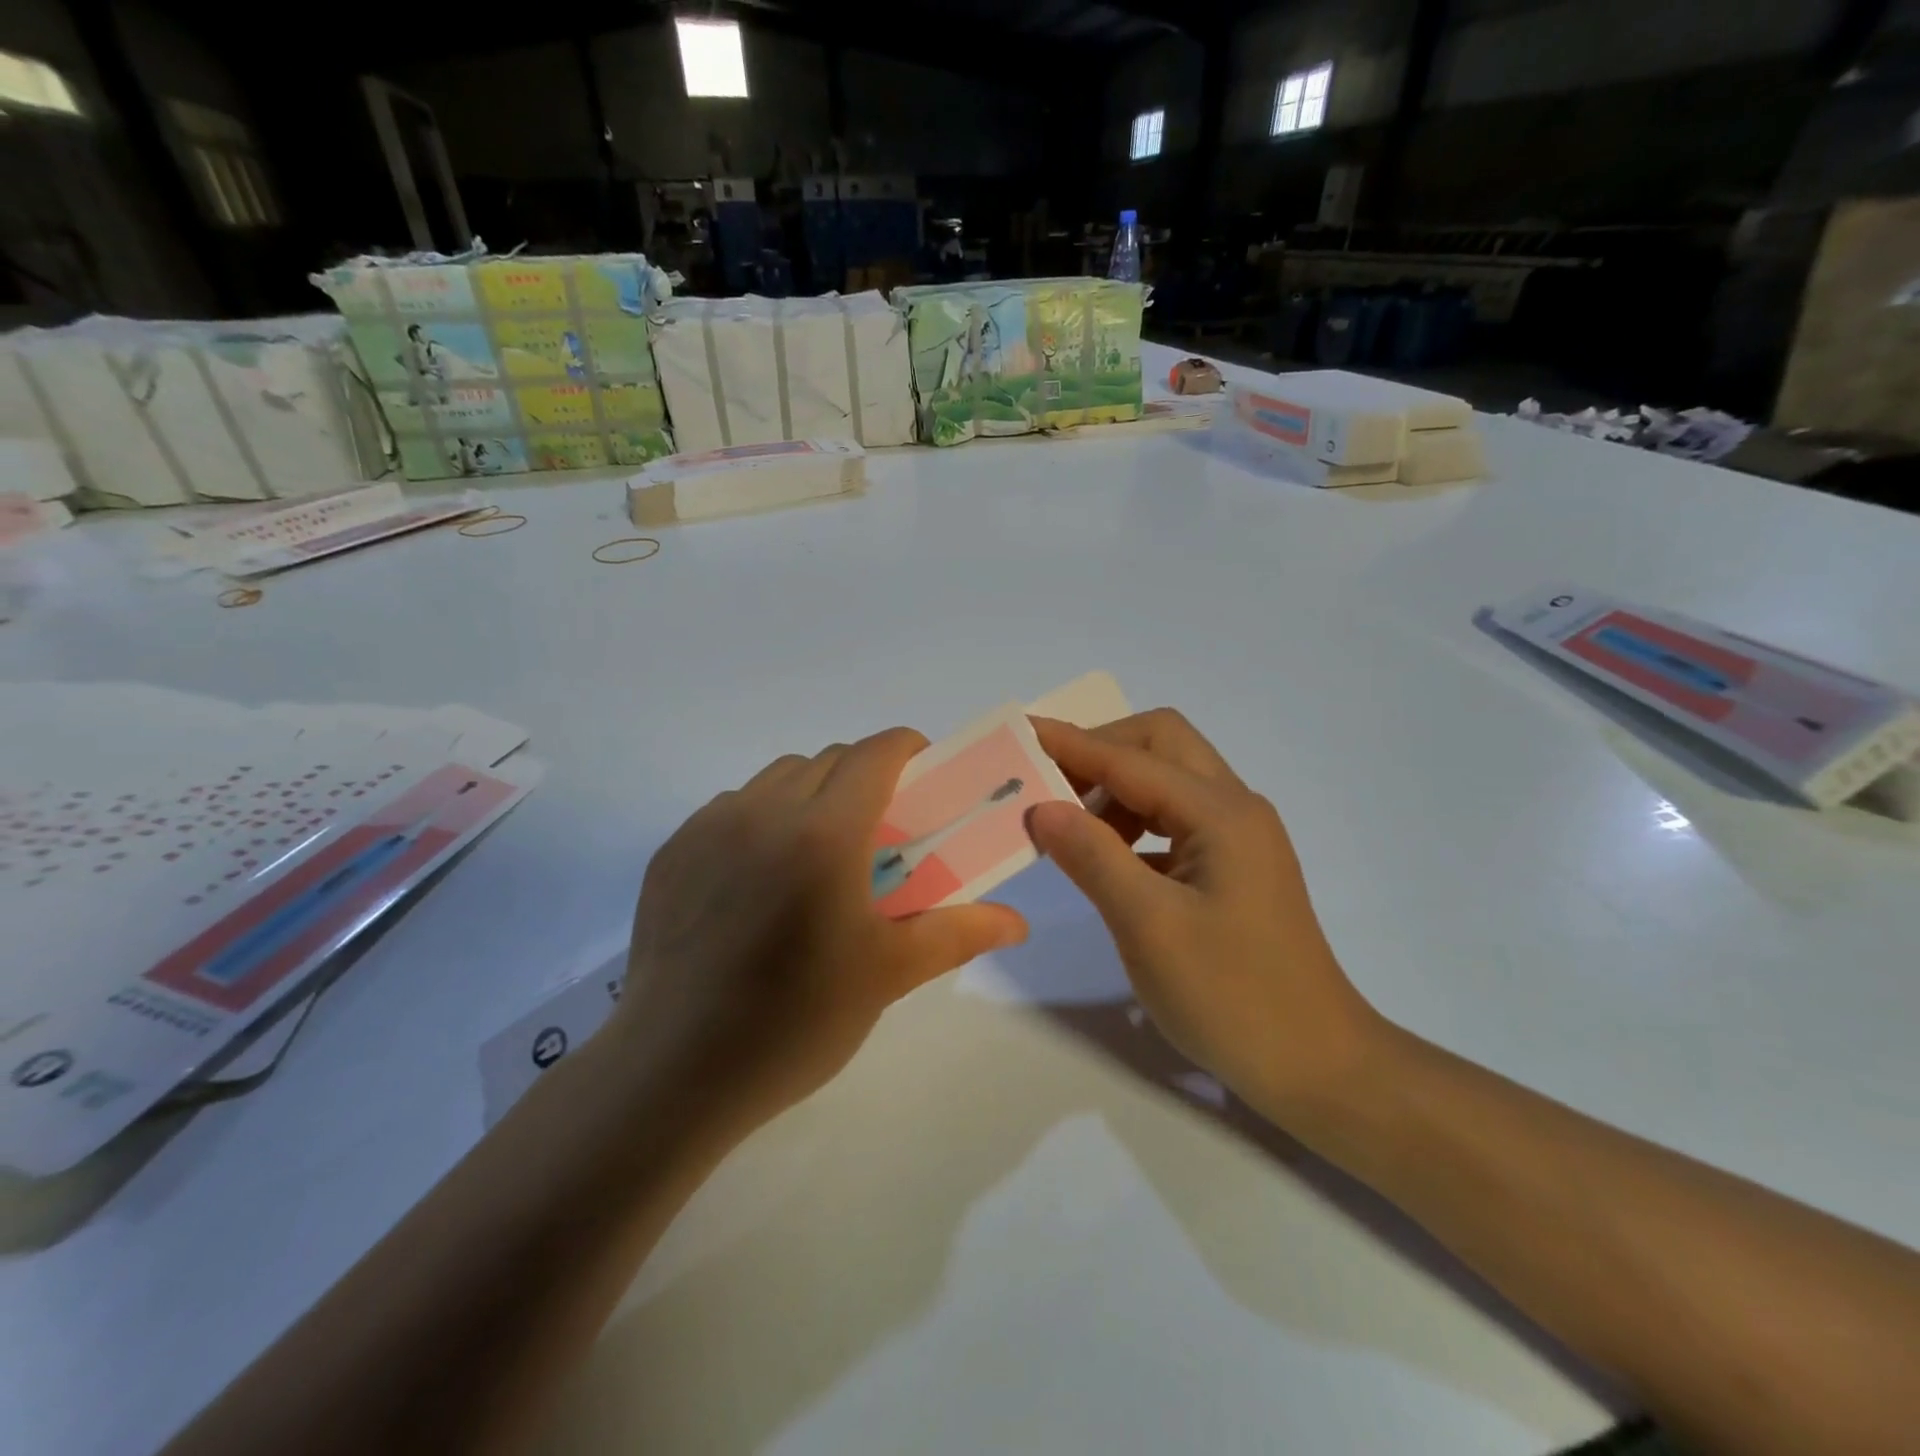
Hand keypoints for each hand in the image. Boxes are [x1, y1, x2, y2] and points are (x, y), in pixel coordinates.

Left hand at [613, 728, 1029, 1132]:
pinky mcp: (673, 851)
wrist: (675, 1071)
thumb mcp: (888, 974)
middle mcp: (764, 811)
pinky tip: (762, 876)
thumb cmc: (796, 1021)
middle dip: (865, 776)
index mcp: (824, 833)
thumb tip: (1018, 922)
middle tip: (880, 830)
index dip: (908, 750)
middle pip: (829, 759)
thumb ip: (958, 932)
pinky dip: (763, 816)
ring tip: (820, 852)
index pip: (875, 753)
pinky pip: (732, 806)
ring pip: (778, 777)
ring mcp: (710, 827)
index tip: (926, 776)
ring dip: (813, 792)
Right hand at [1028, 711, 1382, 1120]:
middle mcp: (1234, 809)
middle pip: (1160, 744)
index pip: (1130, 759)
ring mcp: (1238, 837)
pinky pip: (1174, 818)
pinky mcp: (1233, 865)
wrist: (1316, 1064)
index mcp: (1220, 813)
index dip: (1071, 744)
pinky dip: (1132, 821)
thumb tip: (1042, 806)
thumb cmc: (1232, 997)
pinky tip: (1104, 856)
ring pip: (1167, 780)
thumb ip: (1093, 857)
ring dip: (1114, 787)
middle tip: (1048, 782)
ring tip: (1066, 825)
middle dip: (1100, 751)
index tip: (1019, 735)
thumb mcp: (1149, 926)